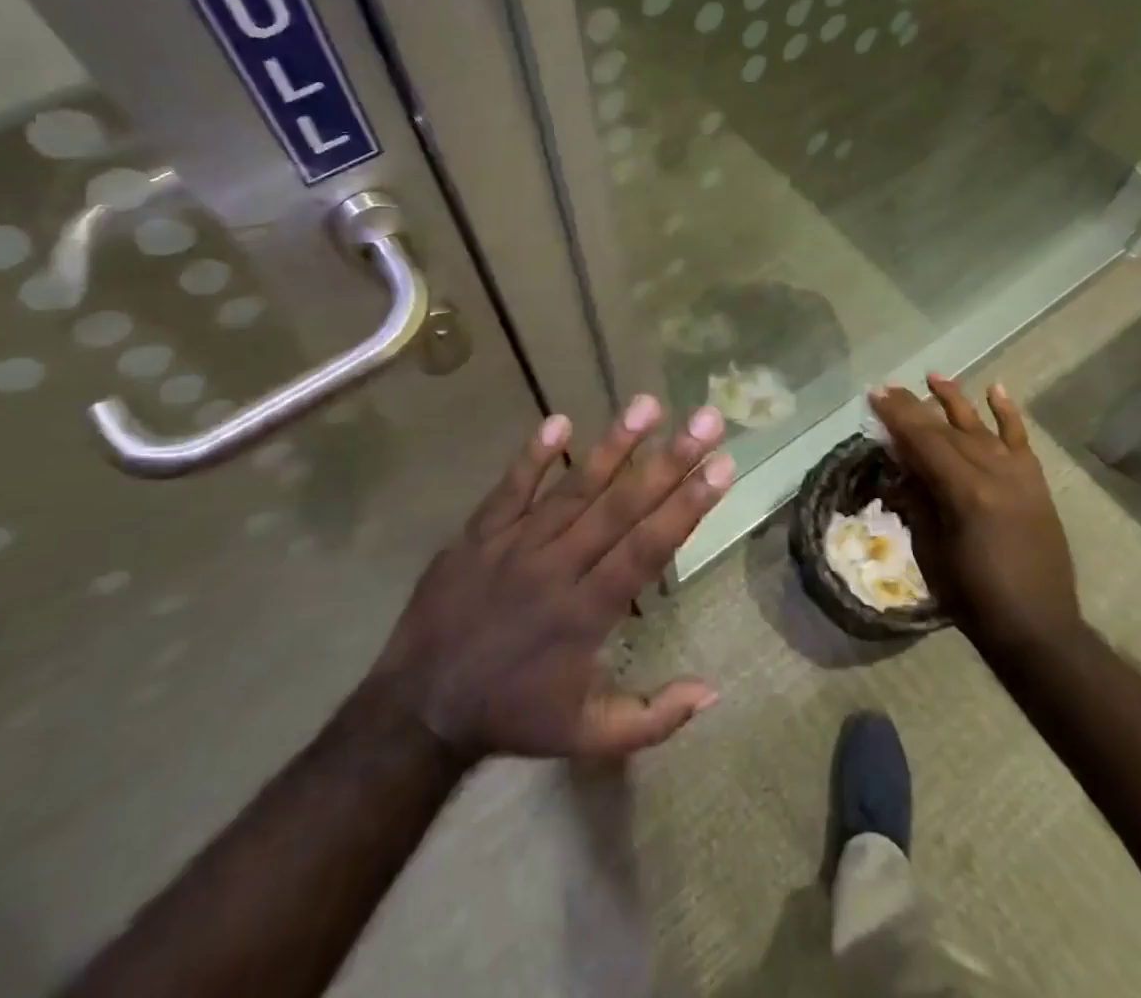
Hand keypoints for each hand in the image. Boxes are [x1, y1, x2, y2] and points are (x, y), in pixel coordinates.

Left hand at [362, 397, 733, 762]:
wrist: (418, 710)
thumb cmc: (512, 716)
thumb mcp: (587, 737)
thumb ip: (653, 717)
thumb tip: (714, 689)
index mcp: (587, 613)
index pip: (647, 548)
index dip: (687, 506)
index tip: (722, 466)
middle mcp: (557, 568)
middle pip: (620, 507)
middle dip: (669, 461)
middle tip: (705, 419)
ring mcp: (514, 545)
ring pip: (573, 488)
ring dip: (613, 445)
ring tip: (648, 404)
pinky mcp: (478, 535)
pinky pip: (509, 489)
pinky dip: (533, 456)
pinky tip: (559, 420)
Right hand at [868, 376, 1080, 653]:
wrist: (1038, 627)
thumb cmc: (972, 596)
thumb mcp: (930, 549)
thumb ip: (917, 499)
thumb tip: (900, 461)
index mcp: (965, 493)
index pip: (924, 441)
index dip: (897, 416)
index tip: (875, 394)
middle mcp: (995, 474)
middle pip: (947, 430)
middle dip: (915, 407)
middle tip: (889, 388)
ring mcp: (1020, 476)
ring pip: (981, 427)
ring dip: (956, 401)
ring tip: (934, 377)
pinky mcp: (1036, 484)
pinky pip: (1020, 441)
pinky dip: (1008, 414)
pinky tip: (996, 390)